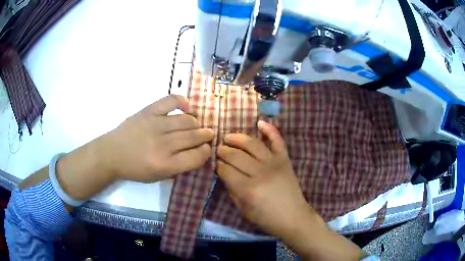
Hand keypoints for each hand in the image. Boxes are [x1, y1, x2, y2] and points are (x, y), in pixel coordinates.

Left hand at [100, 95, 213, 182]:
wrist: (112, 153)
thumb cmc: (134, 169)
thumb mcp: (157, 177)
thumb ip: (178, 168)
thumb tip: (196, 154)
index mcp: (165, 164)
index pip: (197, 156)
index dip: (206, 152)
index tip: (206, 149)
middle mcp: (163, 144)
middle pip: (194, 137)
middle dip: (205, 136)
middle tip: (207, 135)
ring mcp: (155, 124)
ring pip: (186, 120)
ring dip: (196, 123)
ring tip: (196, 125)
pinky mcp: (148, 111)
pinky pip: (170, 101)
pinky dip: (182, 101)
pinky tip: (186, 107)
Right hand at [216, 120, 311, 237]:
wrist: (293, 216)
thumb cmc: (266, 218)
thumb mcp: (243, 209)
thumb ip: (232, 190)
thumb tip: (224, 173)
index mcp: (247, 189)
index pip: (226, 170)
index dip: (218, 166)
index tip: (216, 164)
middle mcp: (260, 173)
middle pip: (236, 155)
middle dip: (223, 151)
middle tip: (219, 149)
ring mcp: (274, 163)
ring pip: (252, 144)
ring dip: (237, 138)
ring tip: (229, 137)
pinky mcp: (285, 159)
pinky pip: (277, 140)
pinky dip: (269, 129)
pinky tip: (259, 122)